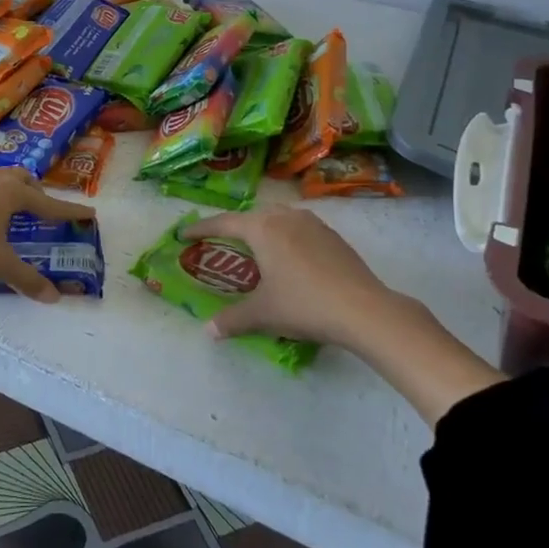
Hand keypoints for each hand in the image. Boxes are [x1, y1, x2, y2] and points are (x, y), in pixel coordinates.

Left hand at [0, 167, 95, 303]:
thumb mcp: (0, 265)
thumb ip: (28, 279)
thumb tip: (54, 298)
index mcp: (11, 192)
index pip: (48, 203)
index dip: (69, 211)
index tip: (89, 214)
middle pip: (23, 179)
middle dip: (37, 193)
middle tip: (43, 212)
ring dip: (12, 188)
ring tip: (14, 208)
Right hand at [181, 205, 416, 350]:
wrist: (364, 309)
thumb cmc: (304, 304)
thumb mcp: (263, 314)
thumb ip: (232, 320)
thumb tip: (208, 331)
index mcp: (262, 229)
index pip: (223, 223)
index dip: (201, 228)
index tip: (184, 233)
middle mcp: (285, 217)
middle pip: (251, 216)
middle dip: (233, 227)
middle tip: (220, 241)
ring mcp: (312, 223)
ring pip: (277, 217)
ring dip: (262, 228)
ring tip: (255, 247)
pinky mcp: (332, 235)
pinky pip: (298, 227)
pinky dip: (285, 236)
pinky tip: (290, 258)